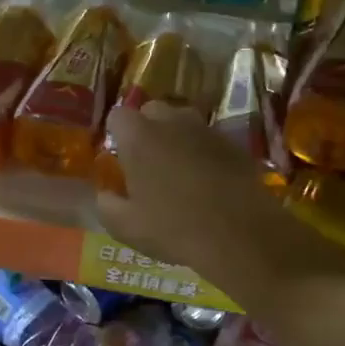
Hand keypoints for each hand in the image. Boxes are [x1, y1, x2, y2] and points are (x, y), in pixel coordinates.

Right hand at [95, 102, 303, 286]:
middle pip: (153, 110)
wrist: (240, 234)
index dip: (116, 134)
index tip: (120, 158)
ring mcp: (208, 131)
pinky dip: (204, 153)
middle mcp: (173, 122)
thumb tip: (105, 194)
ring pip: (184, 122)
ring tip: (178, 170)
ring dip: (177, 138)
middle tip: (147, 163)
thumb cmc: (173, 228)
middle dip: (147, 129)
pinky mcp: (235, 145)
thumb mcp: (125, 227)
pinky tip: (208, 181)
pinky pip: (210, 140)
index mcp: (140, 137)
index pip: (117, 115)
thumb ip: (106, 205)